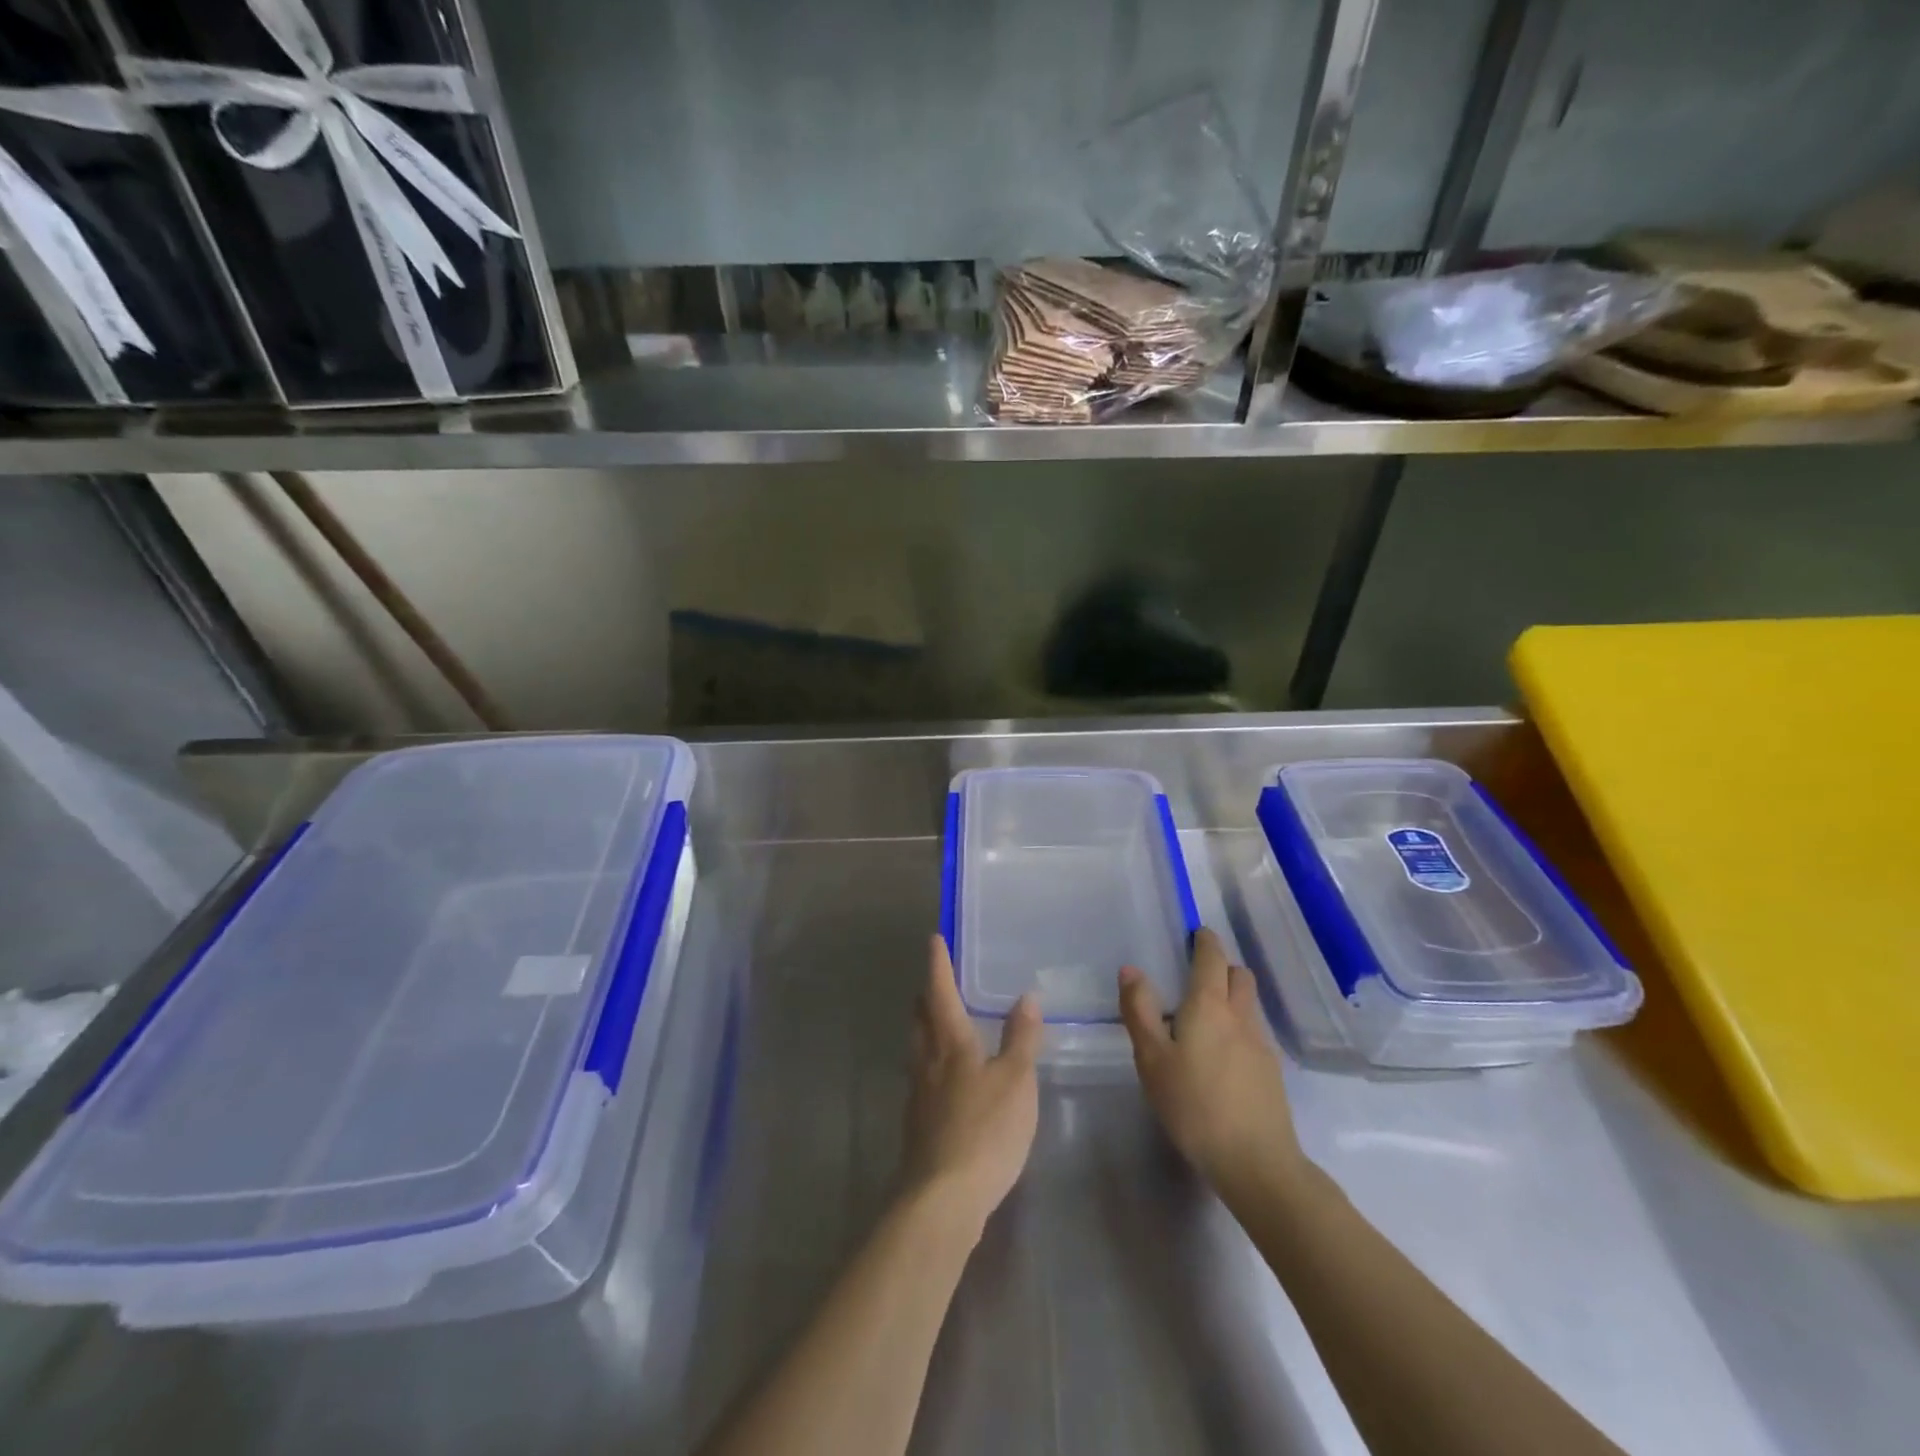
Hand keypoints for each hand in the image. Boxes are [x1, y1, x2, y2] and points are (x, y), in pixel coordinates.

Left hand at [900, 935, 1041, 1240]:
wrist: (942, 1199)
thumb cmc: (985, 1130)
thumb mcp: (1016, 1081)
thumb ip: (1021, 1039)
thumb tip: (1026, 997)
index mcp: (950, 1043)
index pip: (941, 992)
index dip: (938, 965)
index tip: (934, 939)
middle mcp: (927, 1061)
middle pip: (920, 1018)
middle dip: (927, 996)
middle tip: (936, 981)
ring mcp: (918, 1095)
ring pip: (918, 1048)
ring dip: (926, 1029)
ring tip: (941, 1024)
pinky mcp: (918, 1126)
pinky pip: (923, 1078)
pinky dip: (932, 1064)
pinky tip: (947, 1080)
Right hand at [1119, 929, 1306, 1201]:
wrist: (1256, 1162)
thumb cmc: (1194, 1105)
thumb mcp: (1152, 1059)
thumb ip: (1140, 1011)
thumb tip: (1131, 969)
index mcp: (1209, 1005)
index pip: (1212, 957)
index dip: (1205, 941)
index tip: (1195, 934)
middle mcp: (1240, 1015)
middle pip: (1239, 975)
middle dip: (1221, 966)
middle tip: (1196, 975)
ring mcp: (1261, 1044)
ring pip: (1249, 1003)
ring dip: (1231, 996)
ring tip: (1204, 1017)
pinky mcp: (1271, 1072)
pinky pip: (1253, 1032)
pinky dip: (1238, 1027)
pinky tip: (1220, 1055)